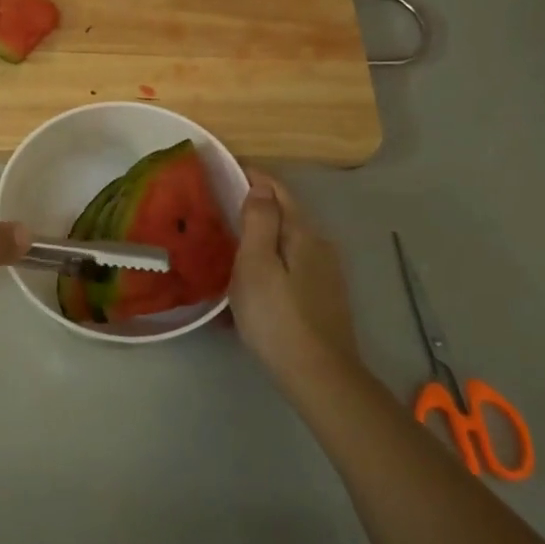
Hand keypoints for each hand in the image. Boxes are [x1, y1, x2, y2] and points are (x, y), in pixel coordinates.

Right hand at [230, 170, 361, 385]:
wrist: (318, 375)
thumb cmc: (277, 317)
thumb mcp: (256, 265)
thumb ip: (258, 222)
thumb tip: (260, 187)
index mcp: (303, 233)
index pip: (278, 190)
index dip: (252, 176)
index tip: (224, 168)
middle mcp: (320, 246)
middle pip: (285, 214)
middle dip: (256, 204)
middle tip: (220, 203)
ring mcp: (325, 273)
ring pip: (287, 242)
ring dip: (261, 235)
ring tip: (230, 240)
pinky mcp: (322, 297)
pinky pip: (290, 266)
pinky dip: (269, 261)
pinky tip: (252, 279)